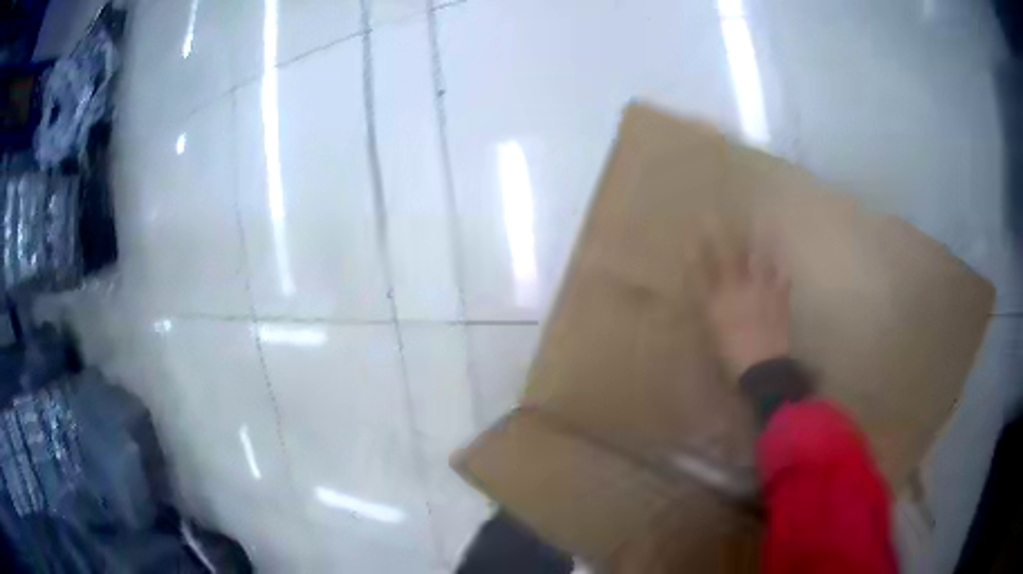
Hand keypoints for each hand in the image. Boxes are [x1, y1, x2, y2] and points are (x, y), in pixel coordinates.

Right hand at [705, 230, 790, 379]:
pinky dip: (784, 266)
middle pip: (735, 258)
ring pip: (762, 261)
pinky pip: (783, 278)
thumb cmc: (733, 356)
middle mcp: (742, 290)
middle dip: (728, 236)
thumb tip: (710, 293)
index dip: (704, 249)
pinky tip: (786, 256)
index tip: (699, 230)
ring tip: (765, 220)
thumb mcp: (715, 334)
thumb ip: (712, 309)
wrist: (764, 368)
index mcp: (722, 299)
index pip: (710, 269)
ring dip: (763, 240)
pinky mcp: (780, 299)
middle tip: (724, 216)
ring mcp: (764, 292)